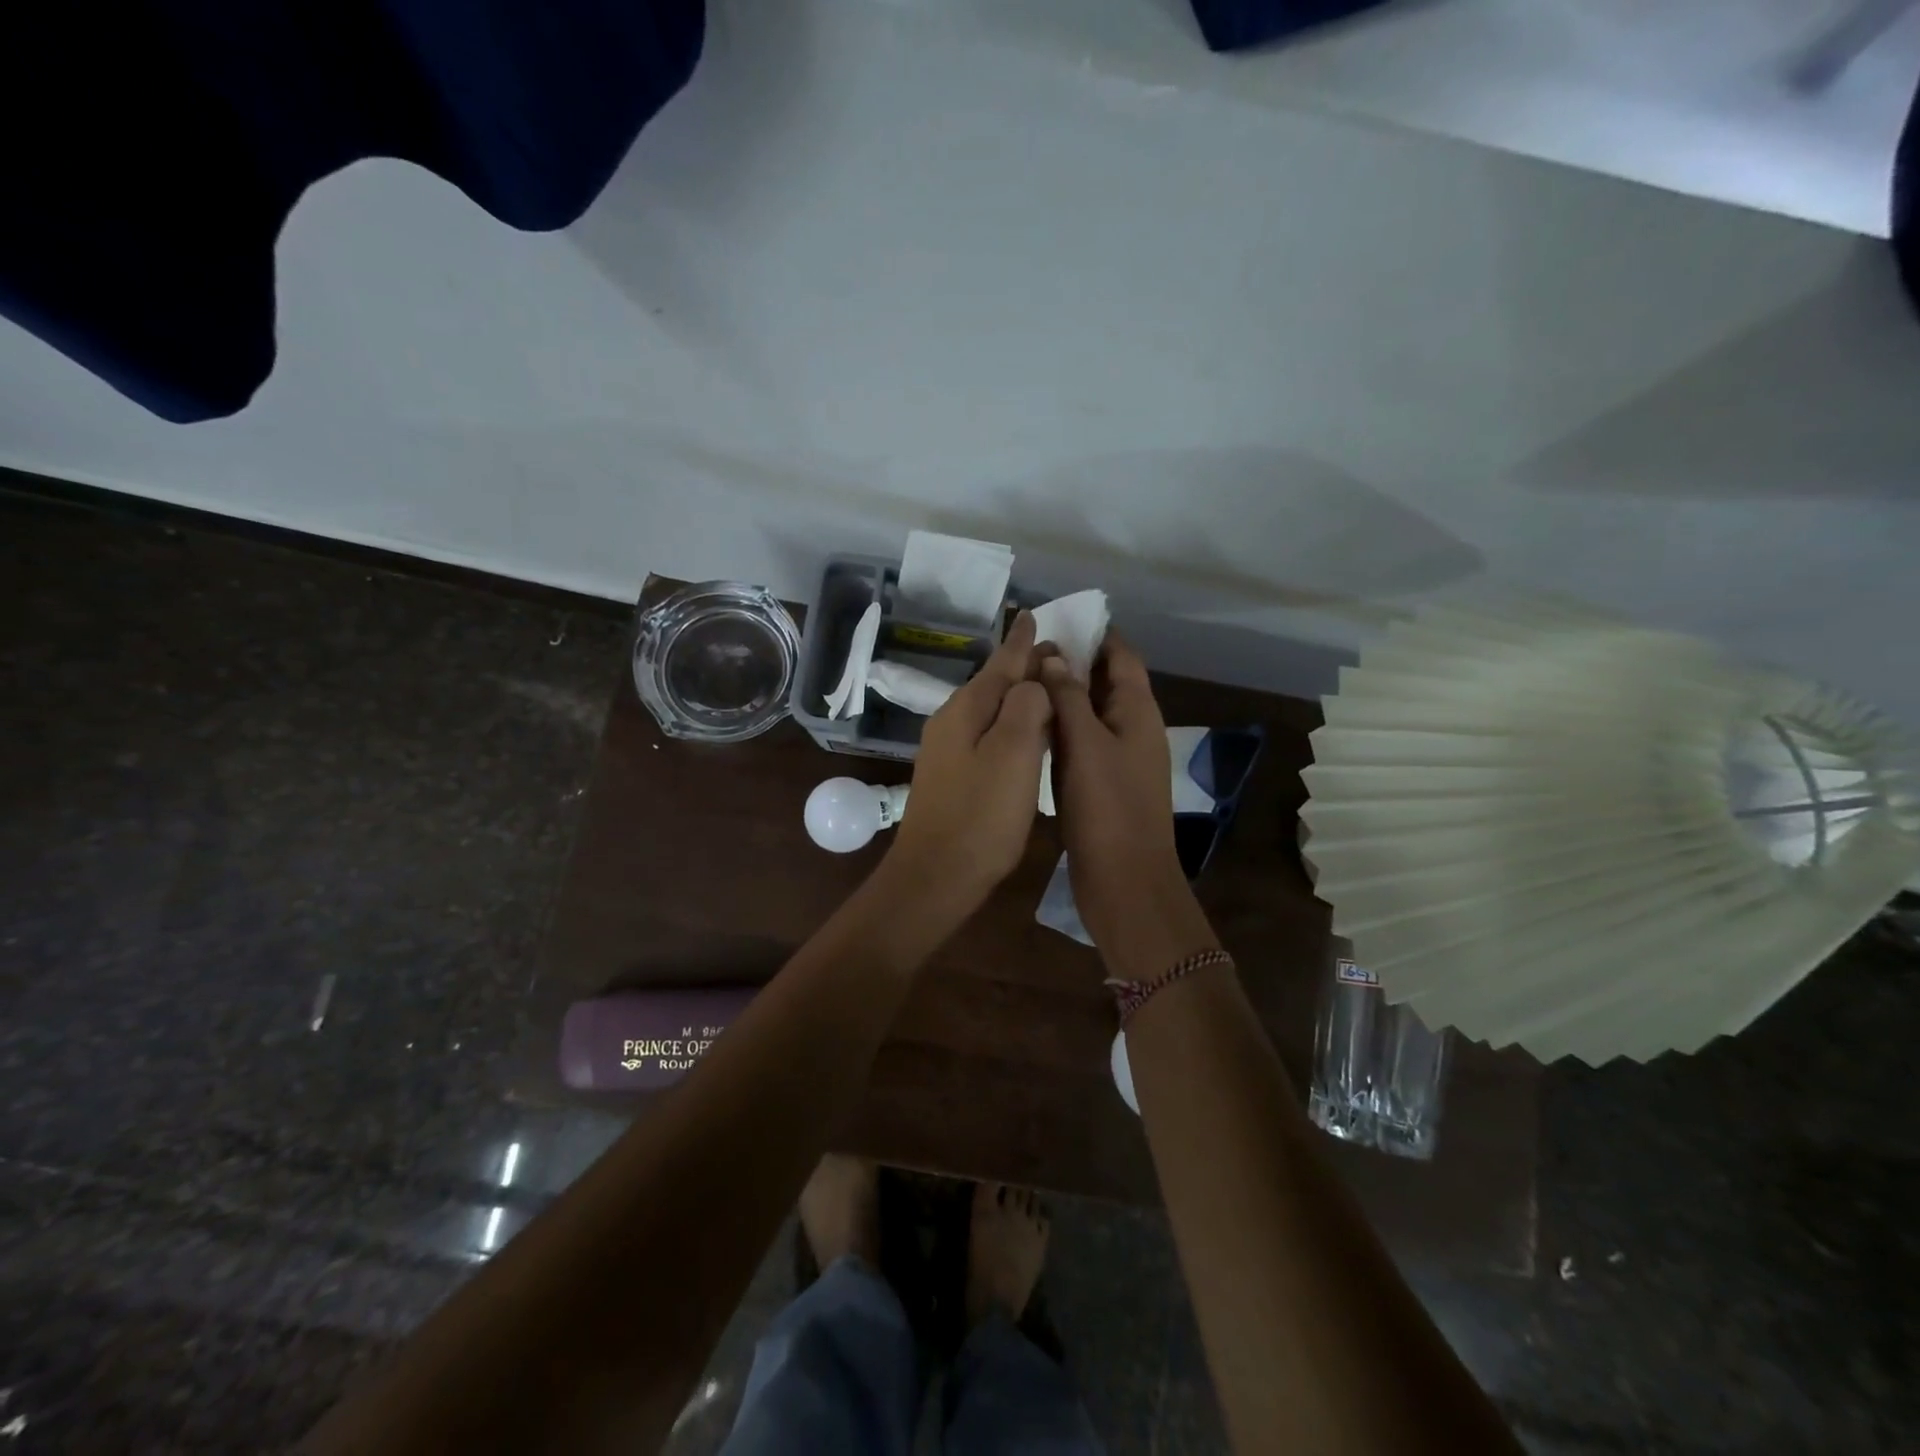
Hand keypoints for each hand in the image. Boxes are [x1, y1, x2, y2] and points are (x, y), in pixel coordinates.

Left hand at [888, 612, 1052, 906]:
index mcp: (967, 709)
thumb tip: (1033, 683)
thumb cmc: (981, 815)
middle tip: (1057, 652)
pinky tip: (1024, 734)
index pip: (1001, 663)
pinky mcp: (953, 776)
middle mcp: (952, 721)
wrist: (936, 876)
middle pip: (994, 683)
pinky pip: (988, 734)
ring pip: (990, 709)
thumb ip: (1026, 707)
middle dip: (1023, 665)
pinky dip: (1011, 725)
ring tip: (1047, 686)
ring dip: (1018, 695)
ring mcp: (948, 750)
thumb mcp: (1013, 754)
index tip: (1034, 615)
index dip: (1021, 641)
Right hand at [1040, 637, 1218, 978]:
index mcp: (1138, 712)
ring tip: (1022, 680)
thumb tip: (1052, 657)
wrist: (1124, 881)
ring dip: (1063, 696)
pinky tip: (1029, 726)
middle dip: (1073, 663)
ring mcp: (1117, 759)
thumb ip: (1069, 697)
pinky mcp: (1100, 784)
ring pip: (1090, 715)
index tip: (1059, 620)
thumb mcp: (1086, 744)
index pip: (1122, 657)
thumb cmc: (1108, 808)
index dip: (1096, 635)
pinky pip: (1080, 744)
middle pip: (1105, 683)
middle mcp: (1132, 729)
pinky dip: (1060, 729)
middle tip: (1028, 650)